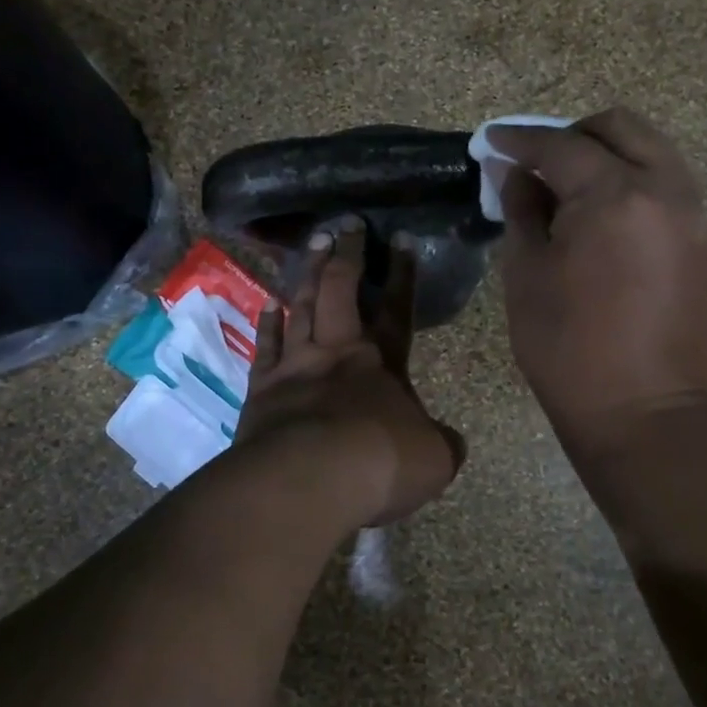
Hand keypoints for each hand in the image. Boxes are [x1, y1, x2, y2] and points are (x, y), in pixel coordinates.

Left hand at [237, 219, 465, 526]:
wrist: (308, 481)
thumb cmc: (380, 464)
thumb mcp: (434, 460)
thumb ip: (441, 443)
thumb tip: (444, 441)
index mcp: (383, 363)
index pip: (397, 309)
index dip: (401, 274)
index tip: (401, 238)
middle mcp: (337, 353)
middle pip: (341, 292)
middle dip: (346, 256)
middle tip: (344, 225)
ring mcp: (295, 367)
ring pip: (301, 307)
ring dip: (308, 274)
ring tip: (312, 246)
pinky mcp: (262, 390)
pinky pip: (266, 347)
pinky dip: (268, 323)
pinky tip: (269, 304)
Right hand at [493, 107, 706, 450]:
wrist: (644, 411)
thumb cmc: (568, 348)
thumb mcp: (527, 274)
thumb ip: (521, 210)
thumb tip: (513, 172)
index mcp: (615, 195)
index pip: (561, 145)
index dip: (520, 139)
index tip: (491, 140)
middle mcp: (664, 188)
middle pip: (619, 127)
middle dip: (570, 134)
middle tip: (533, 162)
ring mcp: (690, 213)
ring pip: (649, 150)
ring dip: (604, 153)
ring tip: (565, 187)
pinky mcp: (699, 239)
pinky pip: (664, 182)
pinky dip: (629, 178)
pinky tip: (598, 212)